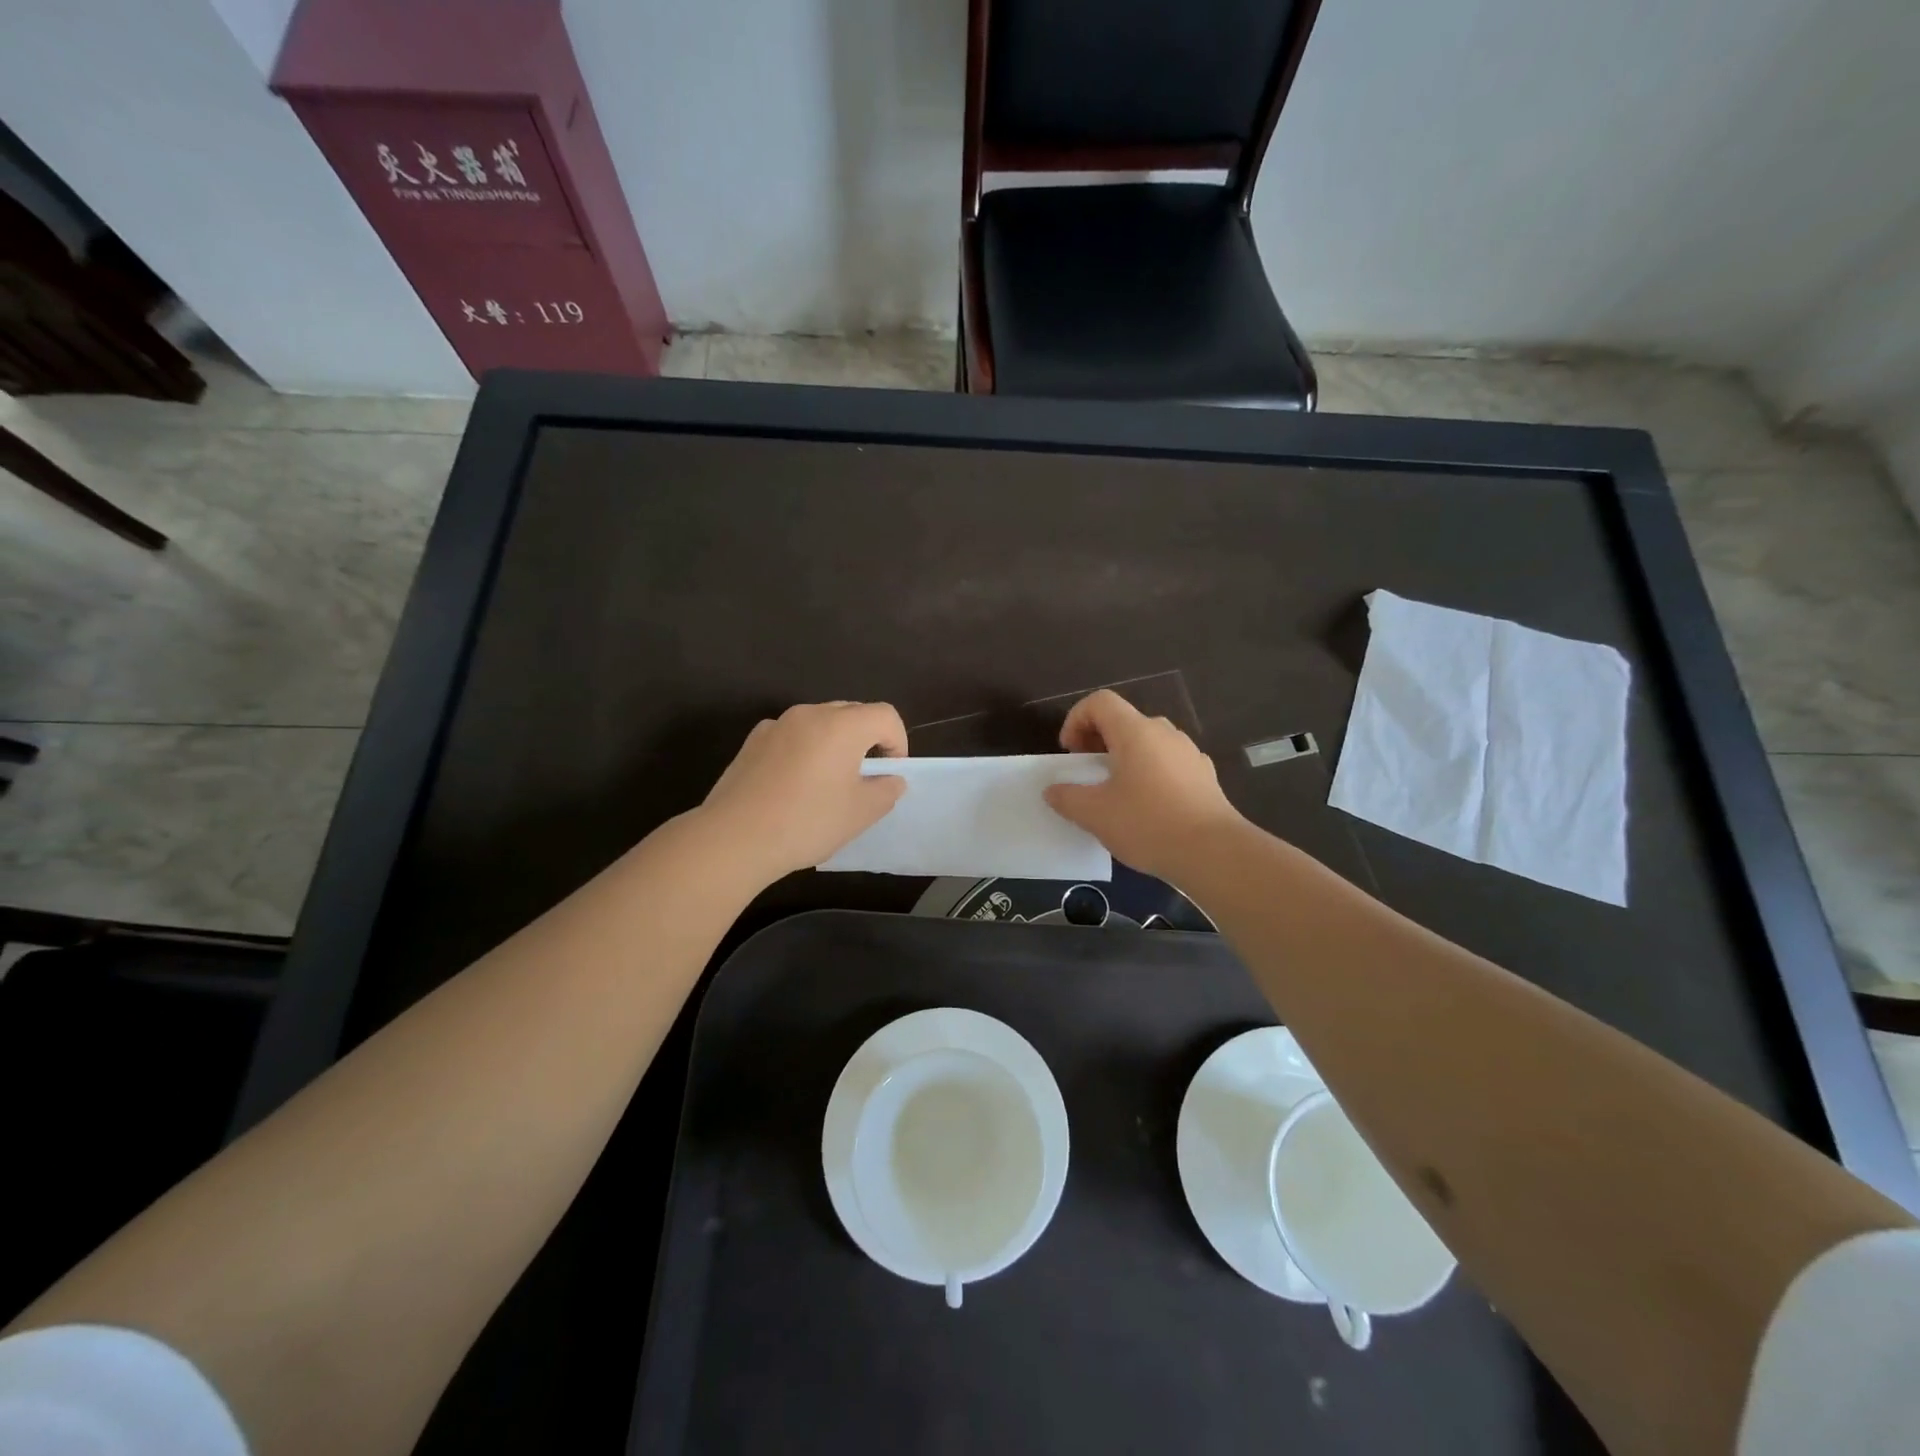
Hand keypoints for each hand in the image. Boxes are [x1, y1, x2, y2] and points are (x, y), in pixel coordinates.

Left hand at [699, 701, 908, 882]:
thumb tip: (891, 779)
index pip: (886, 715)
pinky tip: (794, 786)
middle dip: (868, 740)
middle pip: (853, 713)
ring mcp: (777, 725)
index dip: (898, 742)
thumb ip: (886, 790)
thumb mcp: (861, 813)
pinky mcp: (752, 742)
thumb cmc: (807, 822)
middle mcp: (810, 713)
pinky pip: (792, 736)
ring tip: (828, 783)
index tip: (890, 774)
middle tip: (864, 778)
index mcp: (843, 725)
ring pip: (820, 723)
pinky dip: (804, 751)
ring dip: (835, 744)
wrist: (735, 838)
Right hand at [1043, 690, 1244, 881]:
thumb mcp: (1095, 814)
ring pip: (1148, 743)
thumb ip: (1067, 797)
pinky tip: (1148, 807)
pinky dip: (1150, 773)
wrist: (1213, 853)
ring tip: (1116, 792)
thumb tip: (1053, 790)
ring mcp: (1189, 753)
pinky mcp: (1204, 776)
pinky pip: (1168, 763)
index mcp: (1135, 732)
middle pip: (1124, 721)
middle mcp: (1164, 733)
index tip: (1070, 753)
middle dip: (1099, 740)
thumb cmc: (1148, 824)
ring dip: (1125, 758)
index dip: (1076, 719)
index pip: (1100, 702)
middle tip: (1087, 772)